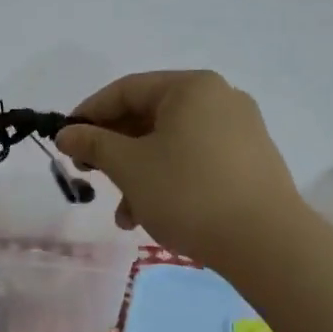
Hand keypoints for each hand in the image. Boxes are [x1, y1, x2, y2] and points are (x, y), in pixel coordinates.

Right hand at [55, 70, 305, 264]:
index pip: (125, 90)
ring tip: (123, 214)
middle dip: (114, 151)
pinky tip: (151, 215)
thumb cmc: (188, 192)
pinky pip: (193, 160)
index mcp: (191, 88)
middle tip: (89, 175)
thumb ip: (92, 144)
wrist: (267, 243)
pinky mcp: (249, 162)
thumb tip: (66, 134)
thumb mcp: (129, 166)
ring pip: (169, 144)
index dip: (89, 114)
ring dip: (137, 174)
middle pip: (148, 117)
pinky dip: (166, 180)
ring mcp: (239, 131)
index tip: (65, 142)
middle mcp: (218, 99)